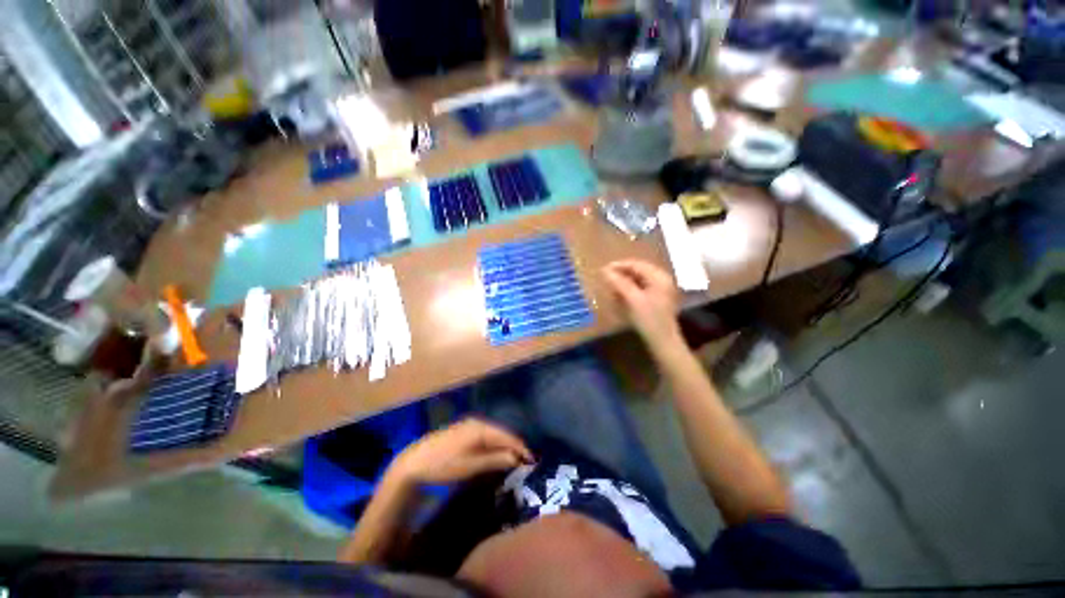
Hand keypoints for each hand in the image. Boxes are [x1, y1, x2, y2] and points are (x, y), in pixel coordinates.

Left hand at [387, 419, 532, 486]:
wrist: (415, 462)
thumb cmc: (444, 464)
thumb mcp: (471, 465)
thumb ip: (496, 459)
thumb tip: (517, 458)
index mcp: (481, 427)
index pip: (508, 435)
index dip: (521, 447)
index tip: (533, 460)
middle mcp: (478, 422)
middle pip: (502, 433)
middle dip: (514, 446)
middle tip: (526, 461)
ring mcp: (470, 425)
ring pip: (494, 435)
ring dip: (504, 447)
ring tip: (515, 459)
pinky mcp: (464, 432)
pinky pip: (486, 437)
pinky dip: (494, 445)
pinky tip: (497, 454)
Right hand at [602, 260, 681, 350]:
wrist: (663, 342)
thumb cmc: (649, 320)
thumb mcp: (633, 300)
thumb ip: (619, 283)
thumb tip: (604, 271)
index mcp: (659, 277)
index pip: (636, 264)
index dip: (619, 266)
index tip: (602, 270)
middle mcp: (662, 279)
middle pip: (638, 271)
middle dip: (621, 274)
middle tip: (605, 279)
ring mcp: (660, 289)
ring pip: (638, 280)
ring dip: (624, 282)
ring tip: (611, 288)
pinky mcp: (657, 299)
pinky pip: (640, 288)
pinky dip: (629, 290)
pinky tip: (620, 296)